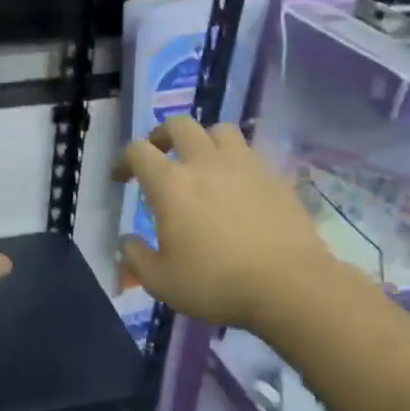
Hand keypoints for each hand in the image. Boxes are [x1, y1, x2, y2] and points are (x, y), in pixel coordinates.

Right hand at [113, 118, 335, 331]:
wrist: (288, 285)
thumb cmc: (215, 283)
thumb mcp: (161, 282)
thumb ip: (136, 258)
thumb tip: (127, 241)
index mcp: (171, 185)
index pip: (138, 151)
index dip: (124, 159)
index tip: (121, 177)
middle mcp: (205, 163)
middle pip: (179, 126)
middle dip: (162, 136)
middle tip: (158, 156)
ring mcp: (245, 165)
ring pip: (219, 130)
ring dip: (203, 140)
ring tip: (201, 162)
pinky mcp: (275, 177)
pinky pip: (249, 153)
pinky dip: (235, 160)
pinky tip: (235, 186)